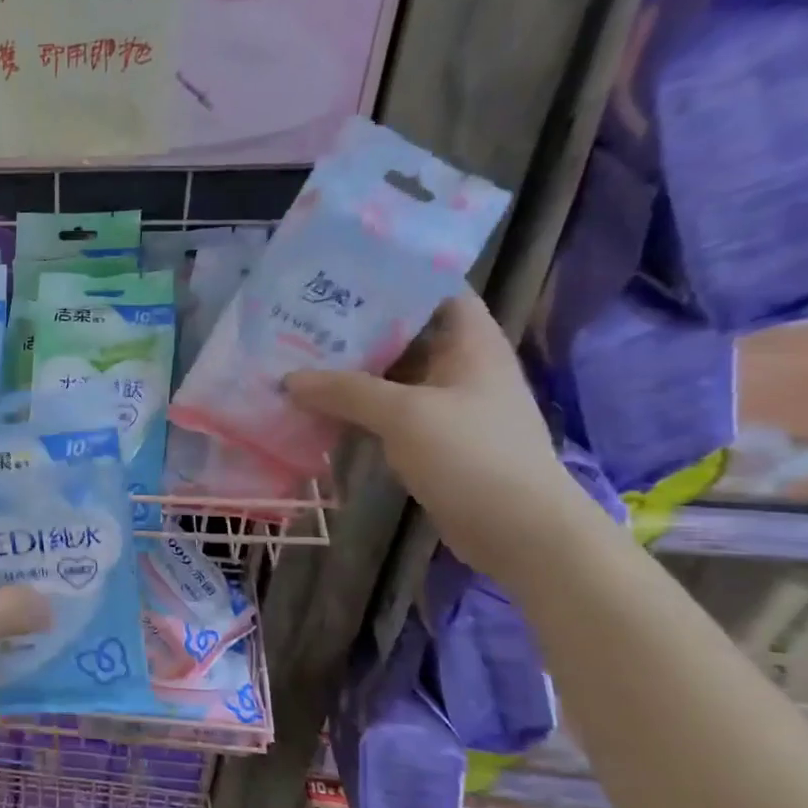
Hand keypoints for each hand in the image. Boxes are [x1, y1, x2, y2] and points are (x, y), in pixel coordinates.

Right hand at [285, 290, 580, 583]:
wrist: (518, 530)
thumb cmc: (472, 455)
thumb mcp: (405, 414)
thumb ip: (345, 391)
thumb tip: (289, 379)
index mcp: (470, 342)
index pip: (434, 290)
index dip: (391, 279)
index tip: (340, 277)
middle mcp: (460, 366)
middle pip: (403, 334)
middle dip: (355, 328)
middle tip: (299, 321)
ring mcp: (446, 405)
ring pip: (390, 376)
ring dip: (349, 373)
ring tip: (296, 361)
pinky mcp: (433, 439)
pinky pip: (387, 412)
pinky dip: (356, 409)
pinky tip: (317, 409)